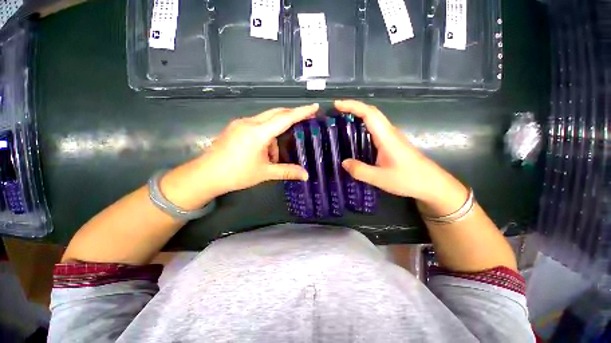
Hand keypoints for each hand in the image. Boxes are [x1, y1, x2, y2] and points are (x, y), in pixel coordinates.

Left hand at [197, 104, 318, 192]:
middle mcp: (249, 122)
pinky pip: (256, 126)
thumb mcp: (265, 173)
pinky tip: (263, 151)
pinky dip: (266, 135)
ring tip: (274, 155)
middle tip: (305, 119)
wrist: (205, 175)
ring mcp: (240, 123)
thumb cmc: (236, 174)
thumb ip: (287, 171)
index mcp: (258, 132)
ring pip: (266, 121)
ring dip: (275, 133)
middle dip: (291, 115)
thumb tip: (306, 175)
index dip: (301, 112)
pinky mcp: (235, 128)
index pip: (285, 118)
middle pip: (276, 113)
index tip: (314, 106)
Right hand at [335, 100, 461, 203]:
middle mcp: (390, 133)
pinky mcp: (393, 144)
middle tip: (336, 112)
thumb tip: (343, 162)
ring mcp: (392, 138)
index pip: (369, 114)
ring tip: (342, 122)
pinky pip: (376, 130)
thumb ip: (360, 170)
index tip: (337, 105)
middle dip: (353, 108)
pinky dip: (364, 127)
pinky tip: (356, 137)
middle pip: (372, 113)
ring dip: (359, 116)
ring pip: (374, 120)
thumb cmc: (409, 180)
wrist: (433, 185)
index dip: (353, 106)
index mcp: (387, 137)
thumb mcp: (380, 178)